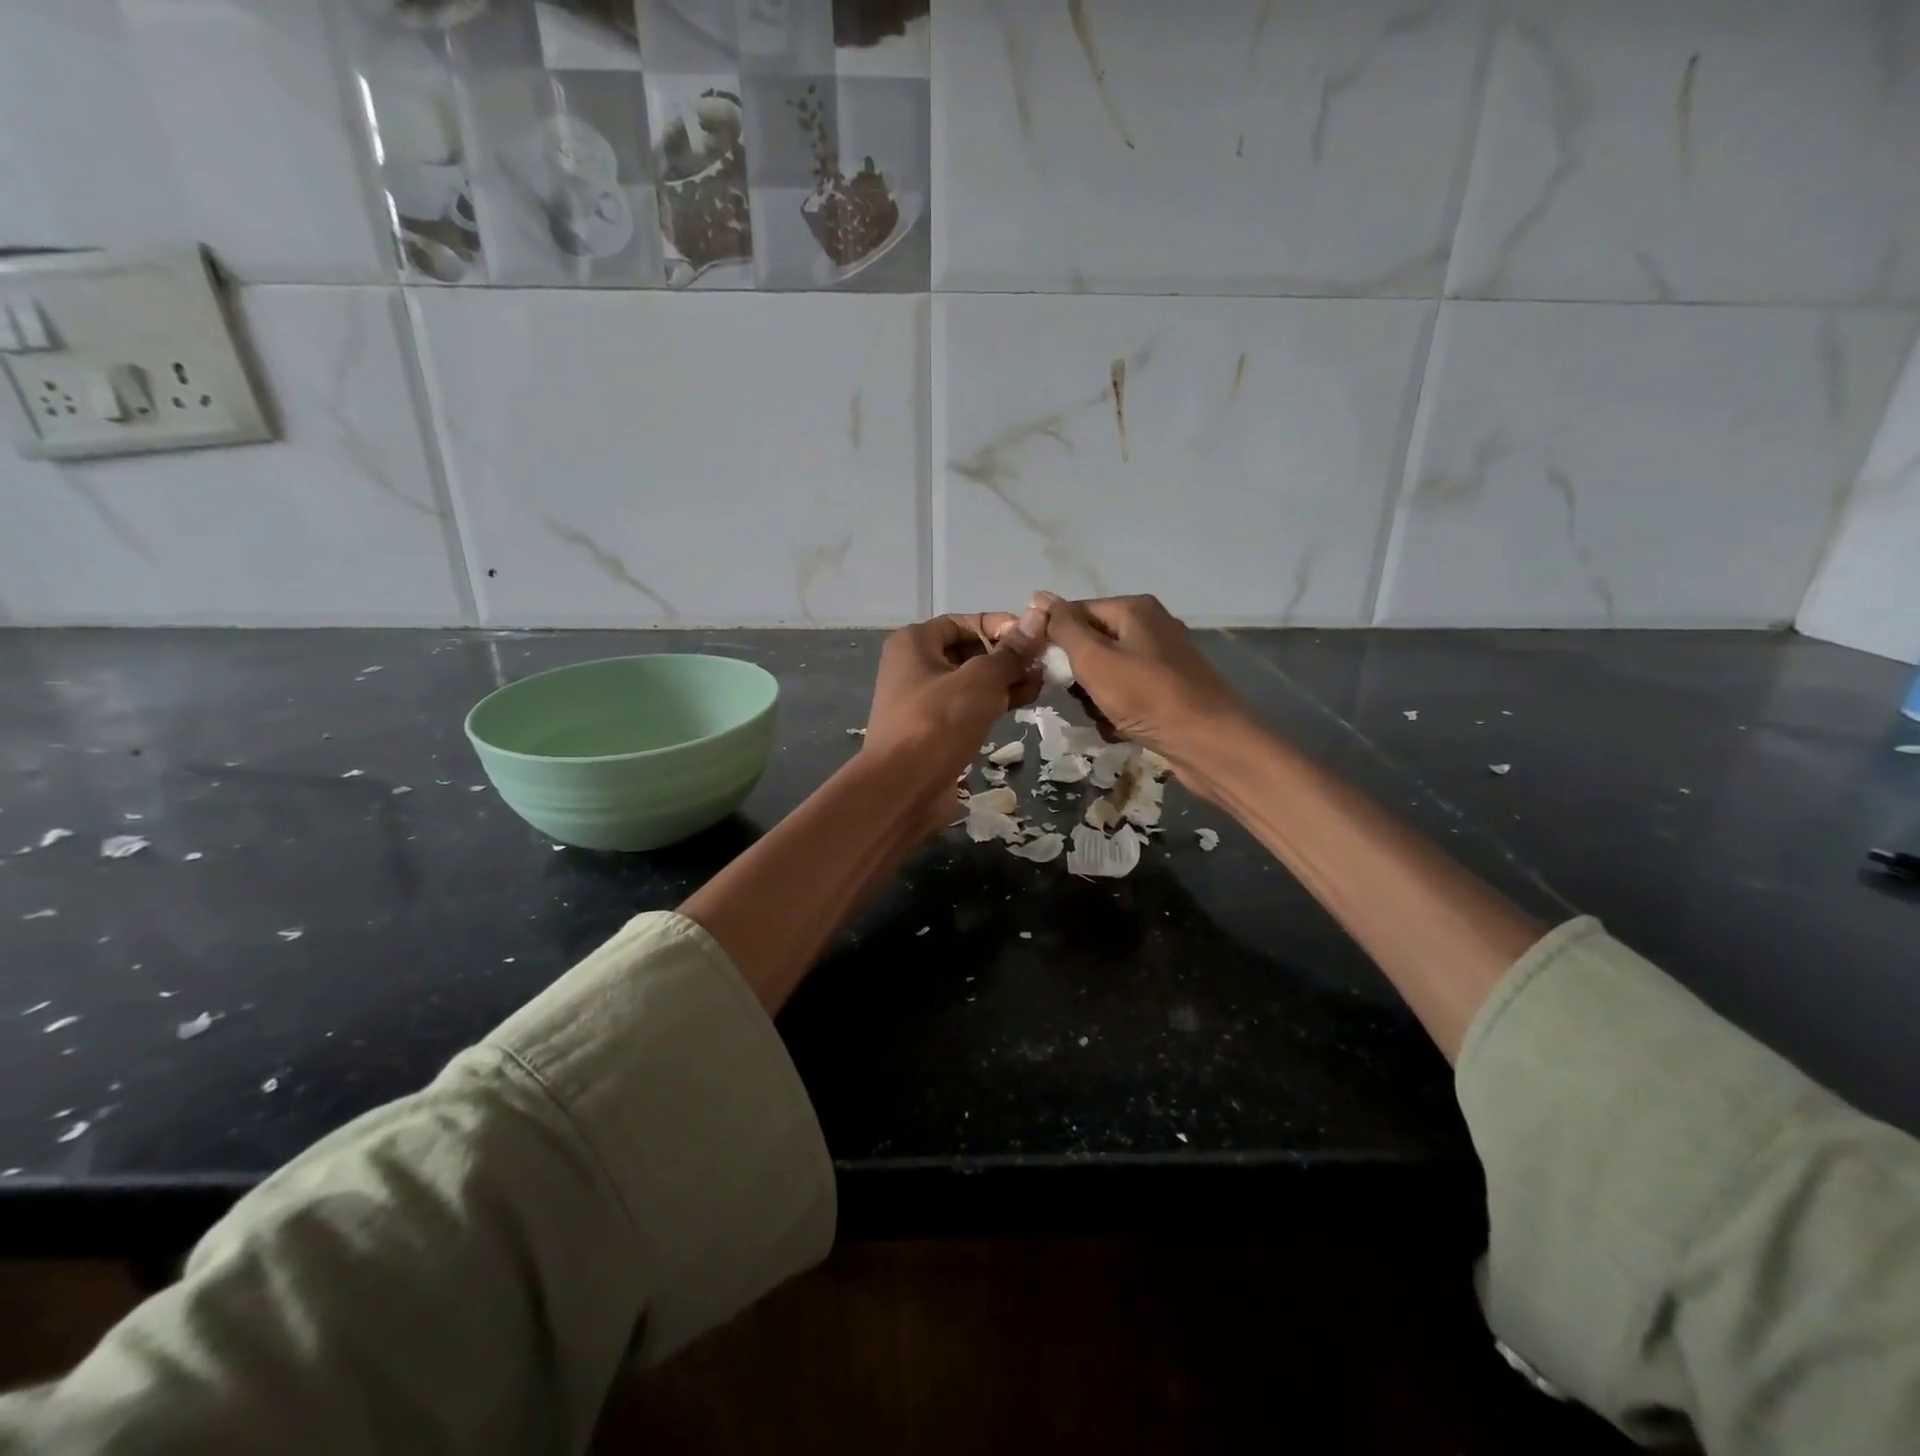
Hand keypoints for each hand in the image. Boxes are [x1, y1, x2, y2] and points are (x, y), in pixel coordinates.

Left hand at [862, 605, 1051, 822]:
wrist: (903, 787)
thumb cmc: (939, 722)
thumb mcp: (981, 680)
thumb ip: (1011, 652)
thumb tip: (1038, 617)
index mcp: (914, 643)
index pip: (963, 622)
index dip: (1000, 626)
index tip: (1035, 636)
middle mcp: (914, 666)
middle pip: (968, 651)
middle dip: (1007, 657)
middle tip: (1043, 664)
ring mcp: (923, 701)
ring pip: (971, 682)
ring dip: (1005, 682)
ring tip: (1041, 685)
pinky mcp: (934, 730)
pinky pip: (967, 708)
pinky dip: (993, 704)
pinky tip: (1022, 705)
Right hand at [1037, 593, 1251, 770]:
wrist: (1208, 743)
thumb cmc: (1146, 696)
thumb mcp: (1094, 659)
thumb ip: (1063, 628)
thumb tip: (1038, 596)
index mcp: (1134, 609)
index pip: (1074, 613)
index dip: (1054, 639)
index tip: (1043, 669)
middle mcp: (1150, 626)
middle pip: (1091, 644)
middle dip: (1078, 675)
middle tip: (1081, 698)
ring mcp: (1162, 659)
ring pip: (1106, 673)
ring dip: (1095, 698)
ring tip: (1103, 717)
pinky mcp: (1169, 689)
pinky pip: (1127, 693)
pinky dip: (1118, 711)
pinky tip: (1120, 729)